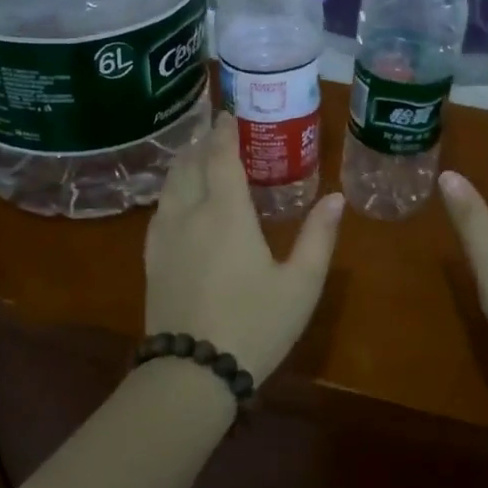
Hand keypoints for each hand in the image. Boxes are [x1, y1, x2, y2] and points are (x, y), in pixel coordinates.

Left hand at [145, 113, 343, 382]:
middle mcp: (189, 214)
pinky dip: (170, 190)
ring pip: (169, 185)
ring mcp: (164, 237)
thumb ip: (319, 237)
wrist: (192, 373)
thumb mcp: (300, 284)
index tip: (229, 114)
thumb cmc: (255, 325)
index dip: (224, 132)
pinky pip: (158, 210)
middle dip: (201, 142)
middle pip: (189, 164)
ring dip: (183, 163)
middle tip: (215, 130)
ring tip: (196, 156)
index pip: (220, 157)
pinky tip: (177, 200)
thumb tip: (336, 198)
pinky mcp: (151, 260)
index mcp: (226, 213)